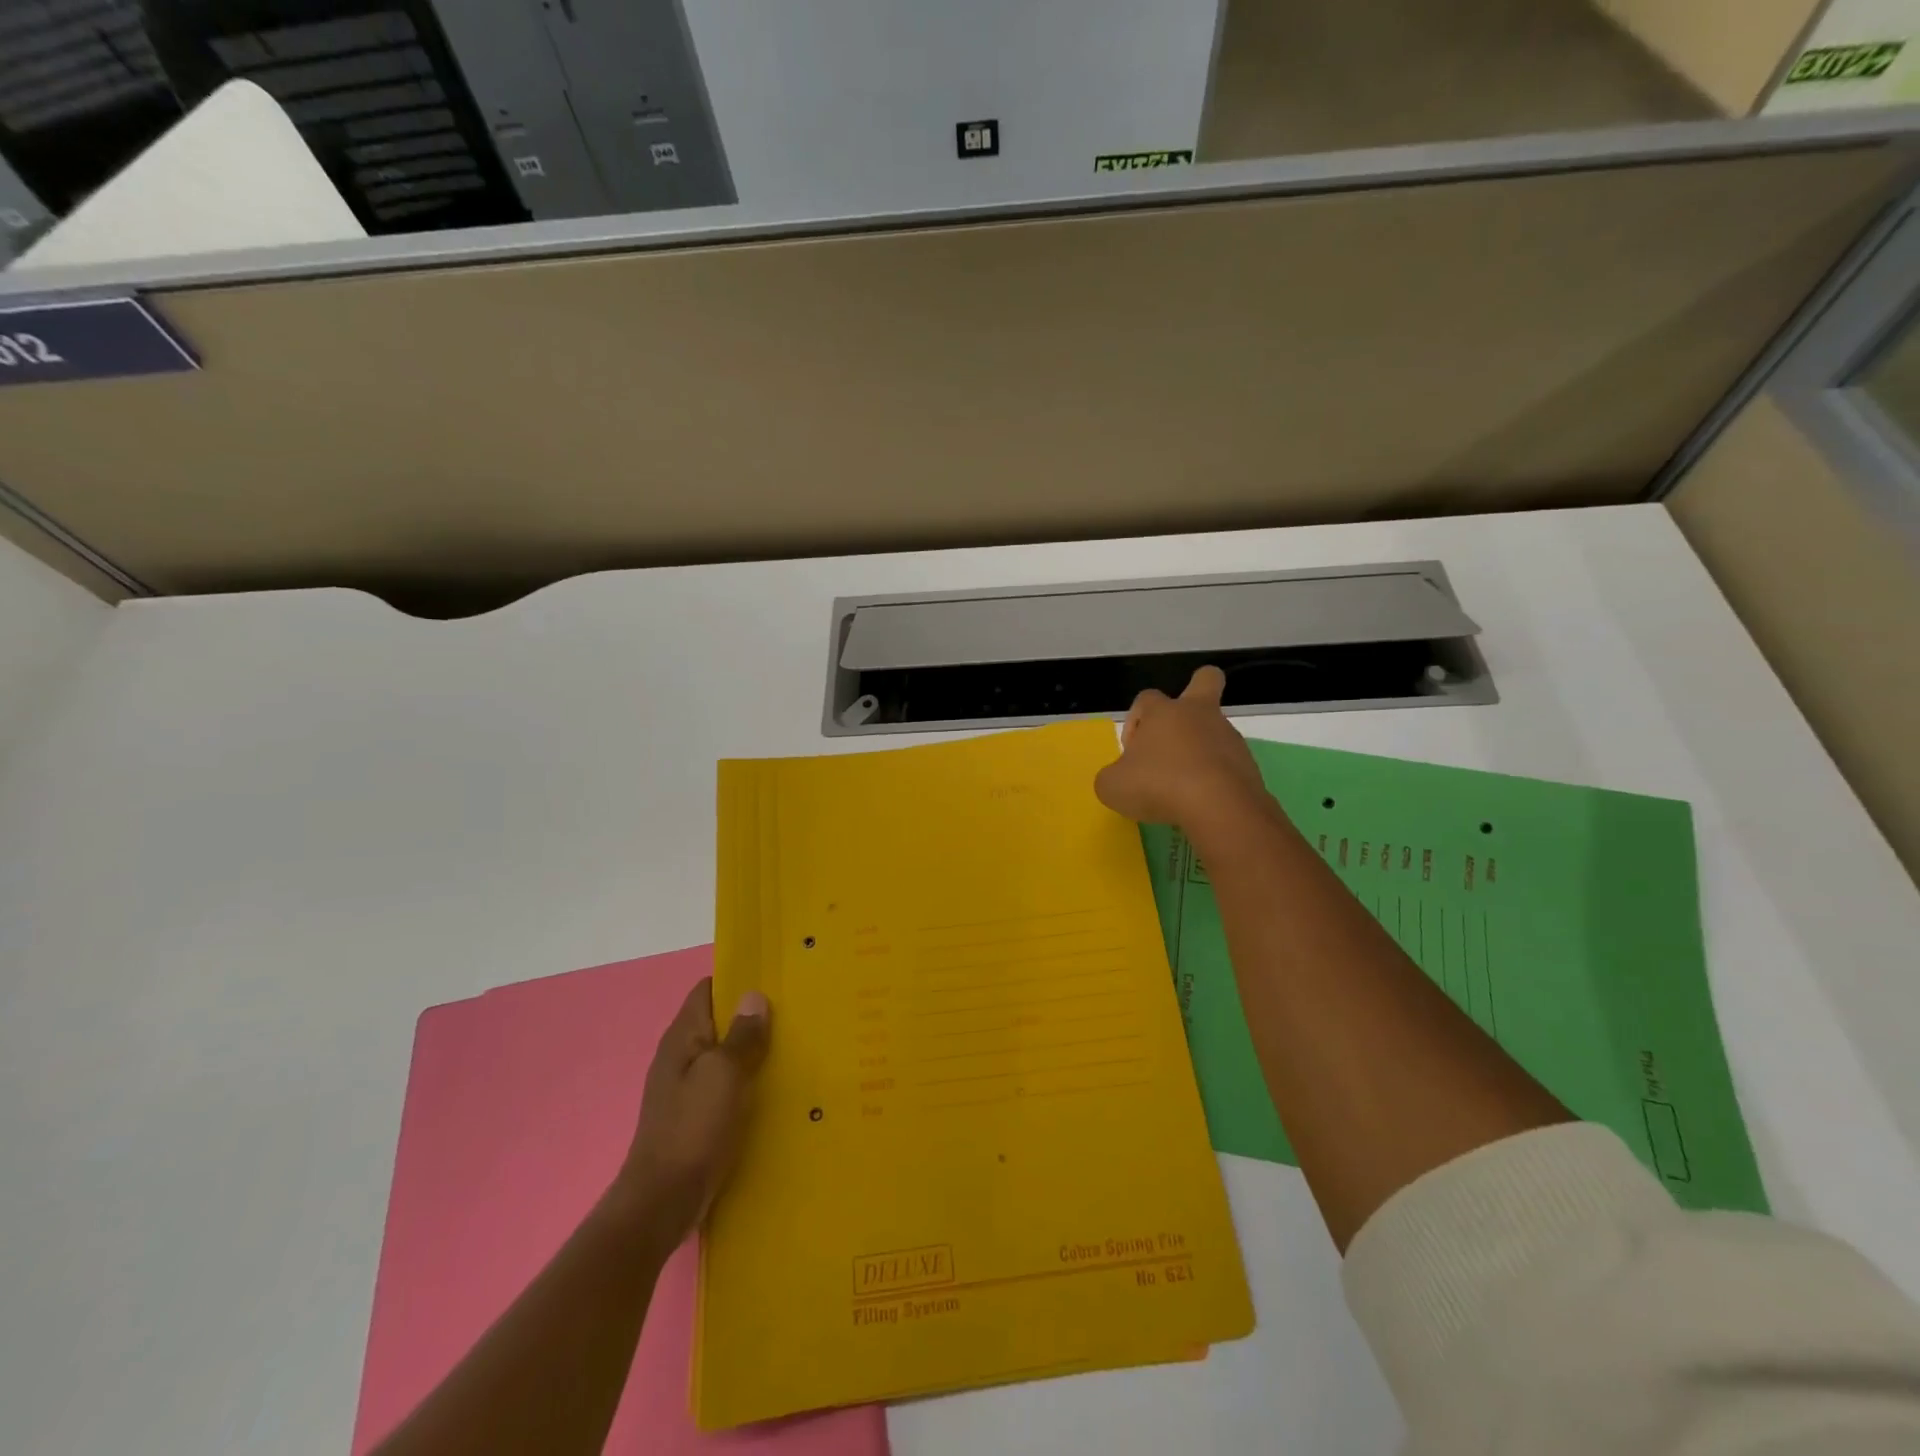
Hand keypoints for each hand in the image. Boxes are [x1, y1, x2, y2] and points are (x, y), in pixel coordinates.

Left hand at [616, 978, 770, 1244]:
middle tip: (795, 1012)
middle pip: (718, 1022)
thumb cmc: (693, 1128)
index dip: (737, 980)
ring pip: (725, 1055)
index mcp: (682, 1037)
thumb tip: (754, 996)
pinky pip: (726, 1086)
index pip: (708, 990)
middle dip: (752, 1016)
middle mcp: (680, 1056)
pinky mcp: (696, 1117)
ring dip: (753, 1051)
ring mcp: (686, 1088)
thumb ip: (741, 1035)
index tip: (774, 978)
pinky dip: (748, 1082)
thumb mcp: (723, 1074)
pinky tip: (775, 1089)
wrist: (662, 1202)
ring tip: (794, 1047)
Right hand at [1095, 666, 1269, 837]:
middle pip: (1206, 680)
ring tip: (1183, 789)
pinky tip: (1202, 803)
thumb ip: (1113, 777)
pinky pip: (1228, 764)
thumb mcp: (1113, 786)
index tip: (1131, 752)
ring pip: (1215, 730)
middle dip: (1197, 689)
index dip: (1135, 721)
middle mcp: (1199, 715)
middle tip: (1181, 724)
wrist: (1218, 807)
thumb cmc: (1157, 785)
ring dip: (1199, 750)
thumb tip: (1121, 778)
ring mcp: (1228, 738)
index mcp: (1163, 712)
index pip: (1146, 699)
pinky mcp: (1248, 765)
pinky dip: (1215, 778)